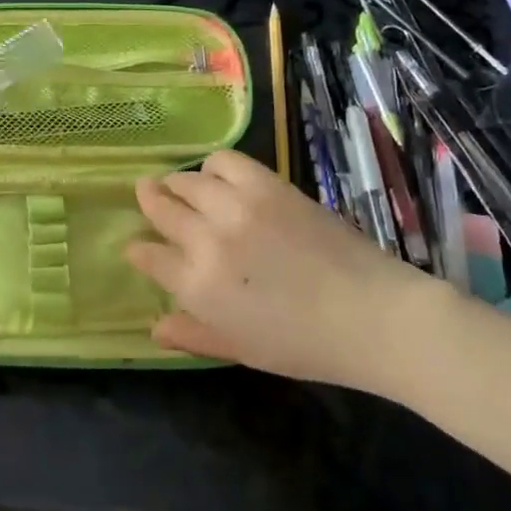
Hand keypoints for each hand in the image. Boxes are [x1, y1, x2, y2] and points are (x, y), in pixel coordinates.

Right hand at [126, 150, 457, 395]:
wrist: (372, 315)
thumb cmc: (304, 345)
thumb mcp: (240, 350)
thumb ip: (192, 335)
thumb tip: (153, 328)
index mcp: (198, 286)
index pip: (149, 256)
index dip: (139, 249)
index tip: (137, 246)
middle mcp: (208, 240)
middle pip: (162, 209)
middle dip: (150, 202)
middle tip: (148, 196)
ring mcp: (236, 207)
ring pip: (187, 181)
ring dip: (176, 183)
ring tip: (180, 186)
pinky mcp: (267, 186)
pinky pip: (224, 161)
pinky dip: (213, 165)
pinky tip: (217, 176)